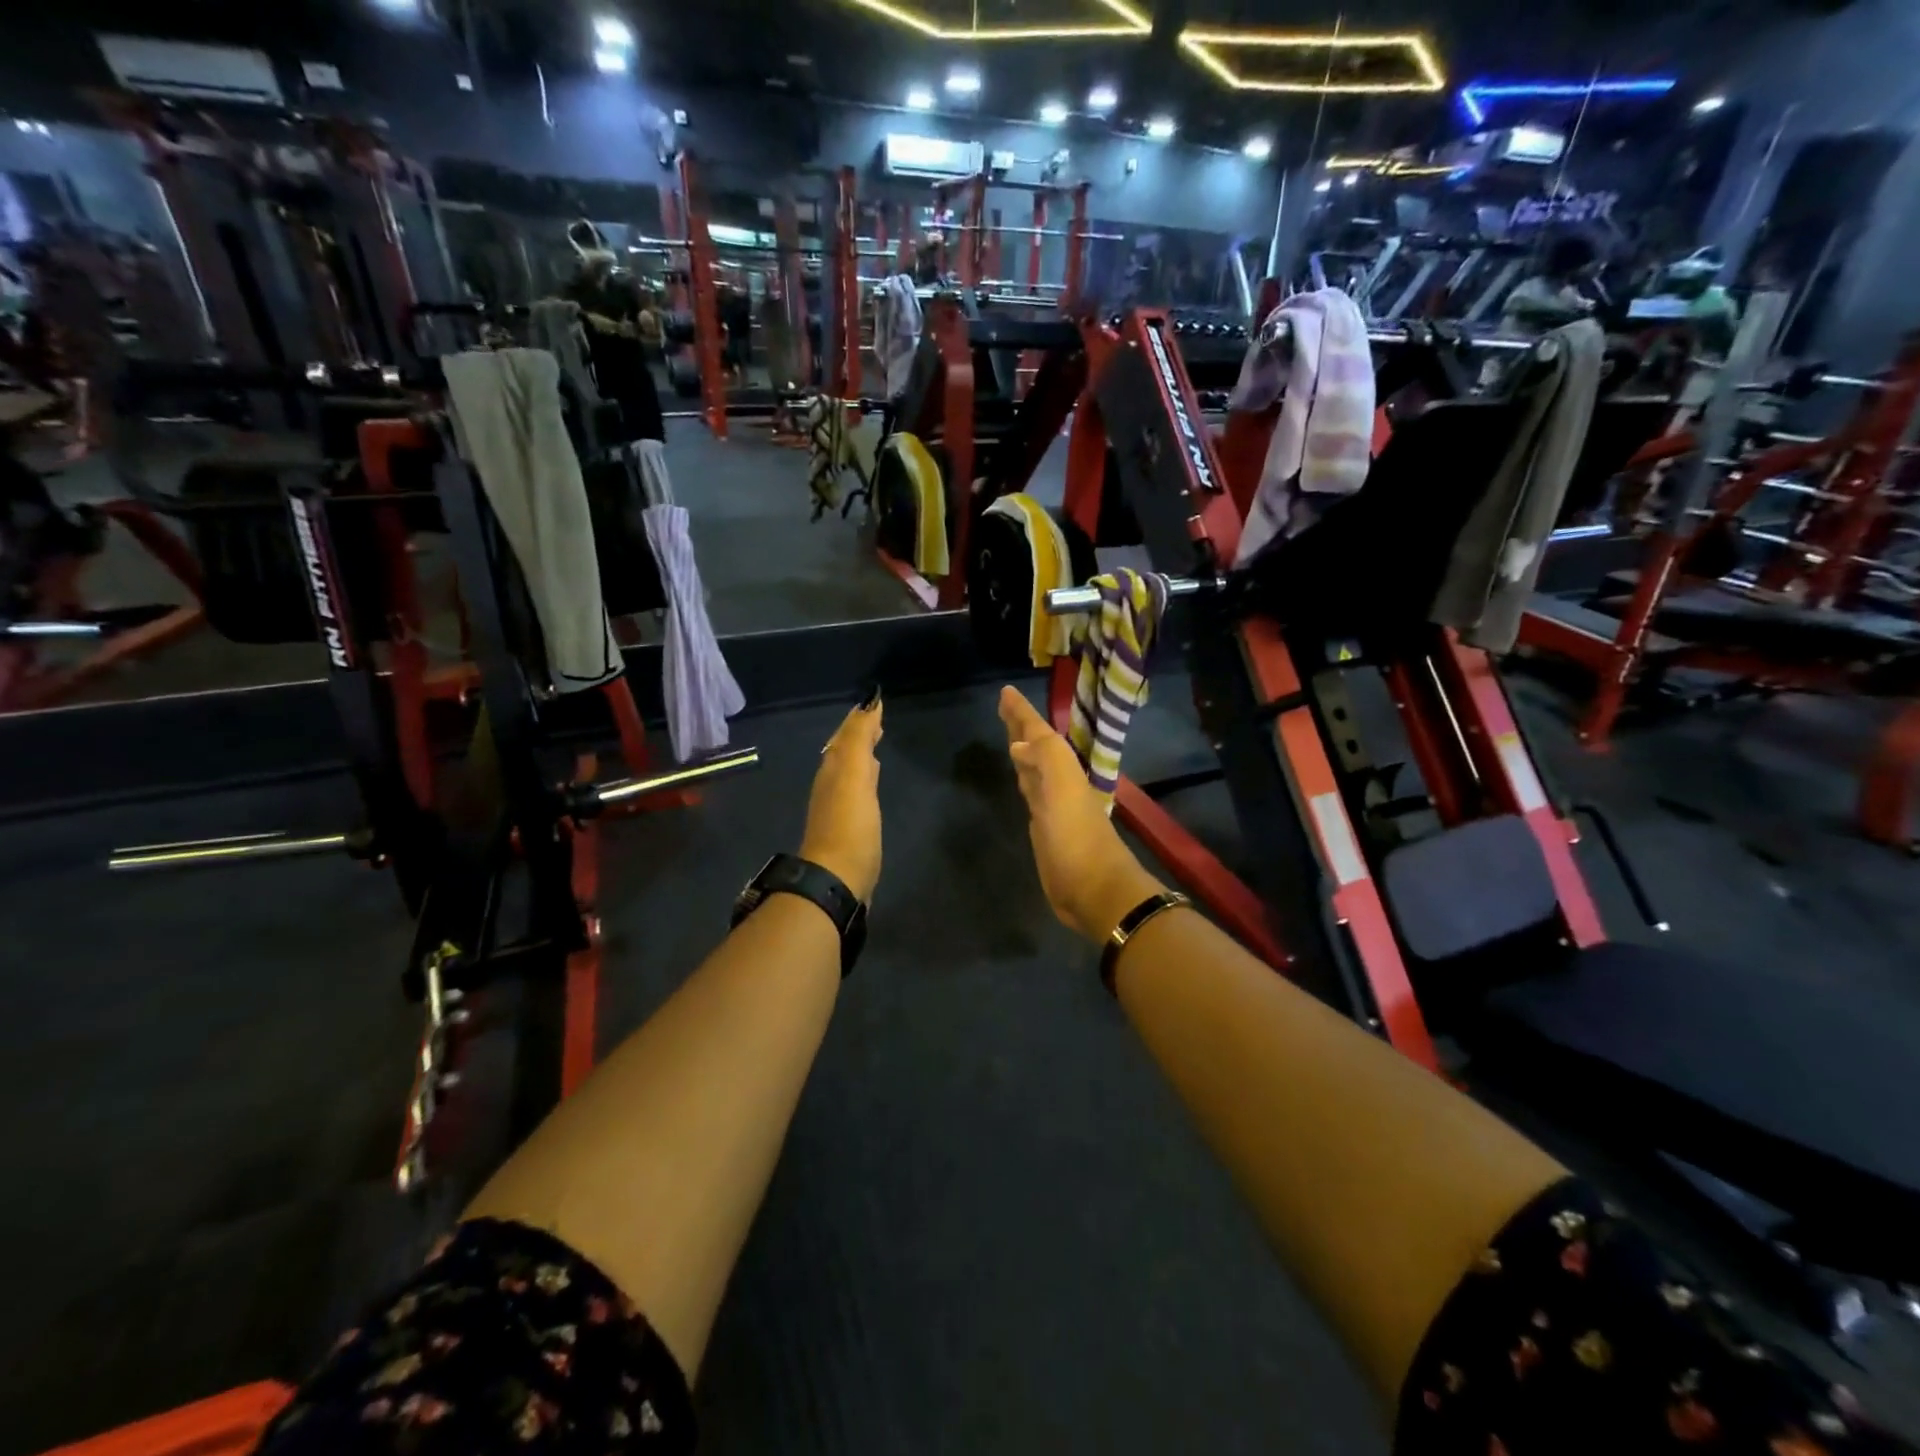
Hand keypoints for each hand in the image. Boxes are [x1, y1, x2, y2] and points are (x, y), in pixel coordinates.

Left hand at [800, 696, 883, 902]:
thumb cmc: (850, 825)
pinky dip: (864, 778)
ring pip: (849, 771)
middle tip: (875, 720)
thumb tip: (868, 703)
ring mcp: (838, 808)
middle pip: (844, 752)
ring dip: (861, 755)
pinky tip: (871, 784)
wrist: (837, 878)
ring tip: (876, 744)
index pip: (845, 736)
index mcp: (833, 770)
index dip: (859, 719)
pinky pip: (856, 792)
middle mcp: (831, 784)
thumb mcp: (855, 775)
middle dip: (858, 734)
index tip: (874, 703)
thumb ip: (860, 739)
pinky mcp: (849, 829)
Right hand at [998, 686, 1164, 943]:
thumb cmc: (1076, 838)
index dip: (1023, 714)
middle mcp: (1058, 783)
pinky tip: (1020, 778)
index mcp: (1063, 770)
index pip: (1040, 734)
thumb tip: (1018, 743)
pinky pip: (1031, 793)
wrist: (1094, 890)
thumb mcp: (1062, 790)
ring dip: (1023, 751)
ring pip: (1034, 769)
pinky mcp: (1045, 830)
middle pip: (1037, 748)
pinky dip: (1024, 779)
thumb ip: (1045, 758)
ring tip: (1010, 737)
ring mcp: (1052, 807)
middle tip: (1004, 707)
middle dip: (1022, 727)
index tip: (1005, 692)